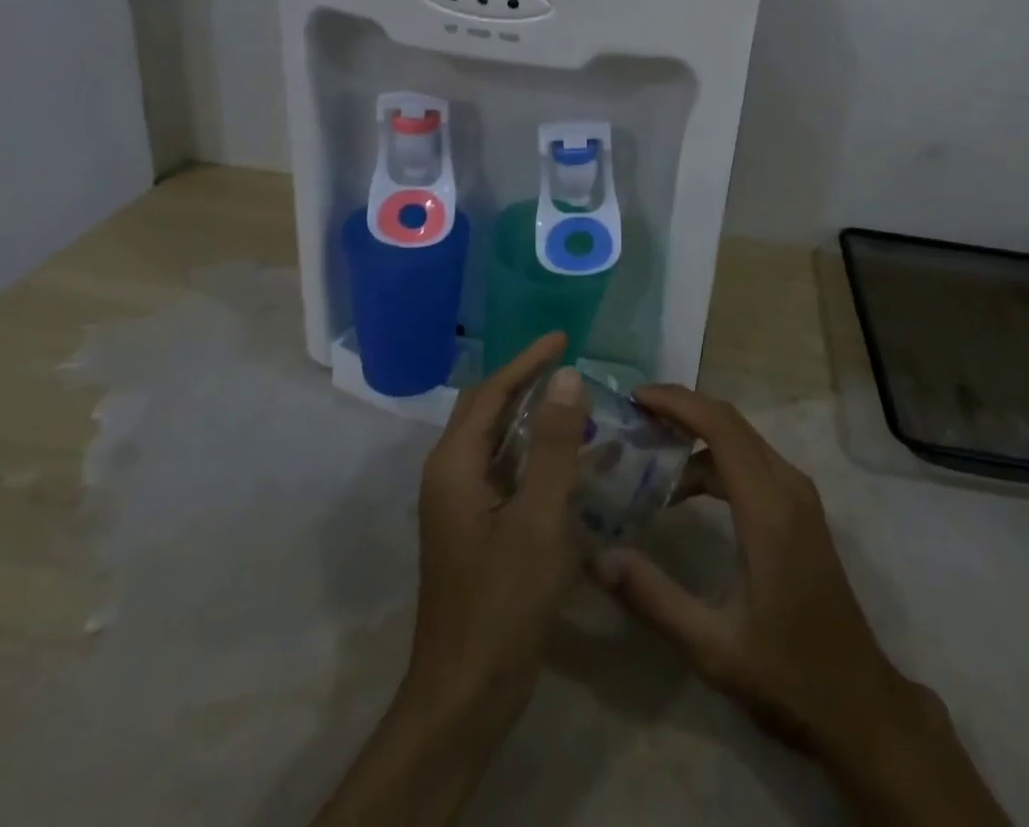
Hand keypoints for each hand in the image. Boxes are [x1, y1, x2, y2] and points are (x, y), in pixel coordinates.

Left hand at [408, 329, 587, 720]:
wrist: (465, 693)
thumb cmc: (503, 601)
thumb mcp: (539, 518)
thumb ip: (554, 444)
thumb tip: (567, 376)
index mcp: (455, 464)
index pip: (492, 392)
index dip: (528, 361)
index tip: (564, 336)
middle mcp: (450, 474)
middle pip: (489, 410)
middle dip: (527, 382)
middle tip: (570, 363)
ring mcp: (460, 503)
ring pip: (499, 441)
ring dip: (535, 418)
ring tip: (578, 403)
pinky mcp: (475, 527)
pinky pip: (508, 472)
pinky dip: (538, 455)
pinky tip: (575, 460)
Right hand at [592, 387, 1007, 825]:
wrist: (858, 701)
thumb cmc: (786, 673)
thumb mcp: (712, 646)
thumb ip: (653, 598)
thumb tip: (596, 558)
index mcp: (768, 508)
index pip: (719, 426)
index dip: (676, 403)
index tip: (635, 398)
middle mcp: (787, 486)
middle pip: (730, 422)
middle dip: (681, 409)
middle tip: (633, 417)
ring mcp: (798, 495)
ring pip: (742, 439)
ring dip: (697, 435)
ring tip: (648, 450)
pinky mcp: (800, 509)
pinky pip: (752, 461)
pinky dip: (715, 460)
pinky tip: (684, 491)